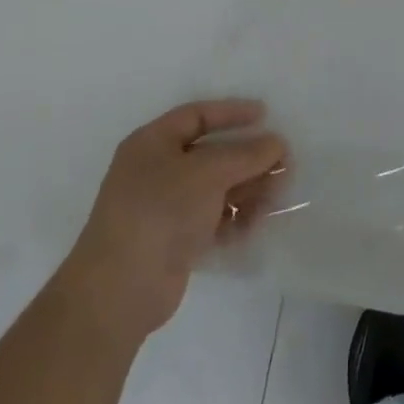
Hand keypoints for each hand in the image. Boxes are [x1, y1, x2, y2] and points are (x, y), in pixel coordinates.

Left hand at [59, 100, 286, 346]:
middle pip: (211, 154)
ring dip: (248, 190)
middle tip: (283, 163)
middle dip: (248, 158)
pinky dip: (234, 219)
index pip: (197, 116)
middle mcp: (156, 171)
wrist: (121, 290)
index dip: (231, 113)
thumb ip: (246, 154)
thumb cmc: (160, 211)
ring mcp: (165, 208)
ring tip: (277, 197)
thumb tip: (277, 143)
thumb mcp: (207, 172)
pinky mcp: (175, 241)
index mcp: (152, 143)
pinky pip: (212, 219)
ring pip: (216, 189)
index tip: (265, 115)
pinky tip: (256, 224)